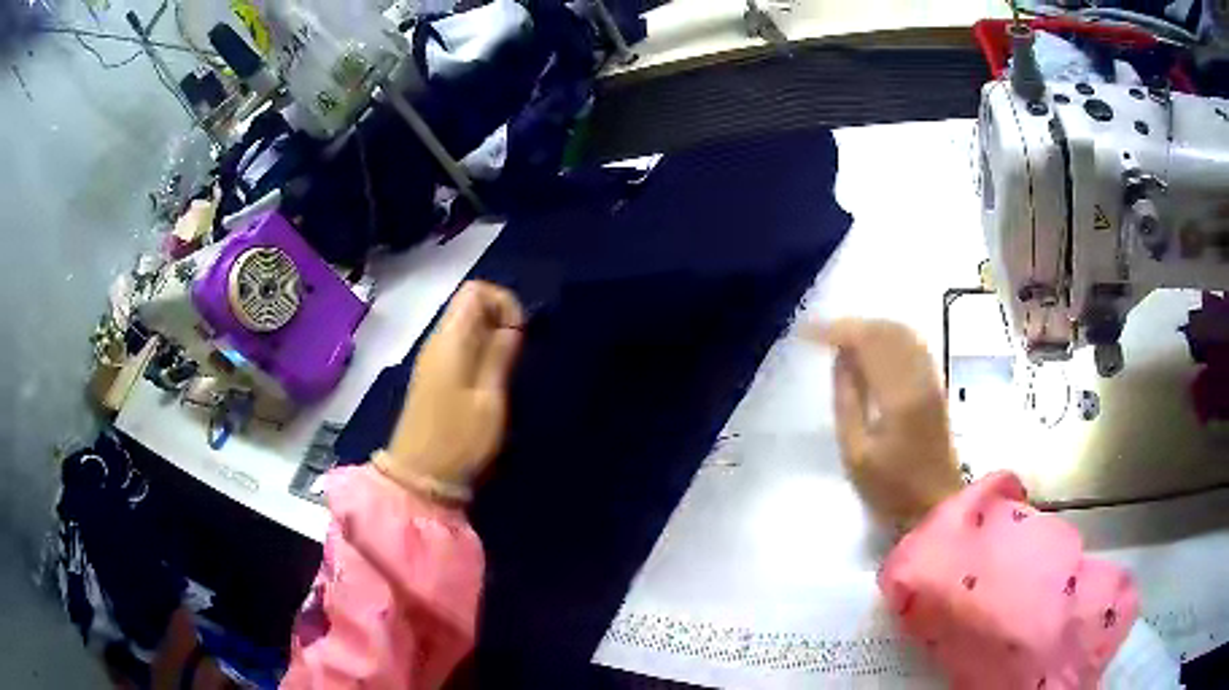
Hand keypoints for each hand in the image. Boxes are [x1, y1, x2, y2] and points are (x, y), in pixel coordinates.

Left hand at [376, 281, 524, 500]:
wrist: (419, 476)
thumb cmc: (458, 440)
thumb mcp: (489, 400)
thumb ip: (500, 356)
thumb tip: (512, 326)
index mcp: (450, 340)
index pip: (475, 290)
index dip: (503, 302)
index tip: (519, 334)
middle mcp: (437, 341)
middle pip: (470, 304)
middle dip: (499, 319)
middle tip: (517, 354)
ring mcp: (432, 359)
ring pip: (465, 325)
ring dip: (491, 337)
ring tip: (508, 368)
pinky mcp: (432, 376)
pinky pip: (459, 345)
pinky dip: (479, 351)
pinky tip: (490, 380)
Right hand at [807, 319, 962, 528]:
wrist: (935, 505)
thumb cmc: (891, 488)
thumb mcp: (855, 453)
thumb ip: (847, 401)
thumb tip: (840, 358)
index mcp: (899, 395)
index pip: (867, 342)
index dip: (835, 330)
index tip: (805, 333)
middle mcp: (919, 377)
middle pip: (886, 330)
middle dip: (851, 325)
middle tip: (821, 335)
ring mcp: (931, 380)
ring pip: (901, 332)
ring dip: (870, 328)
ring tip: (842, 340)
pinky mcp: (936, 386)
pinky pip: (912, 344)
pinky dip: (888, 336)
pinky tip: (872, 349)